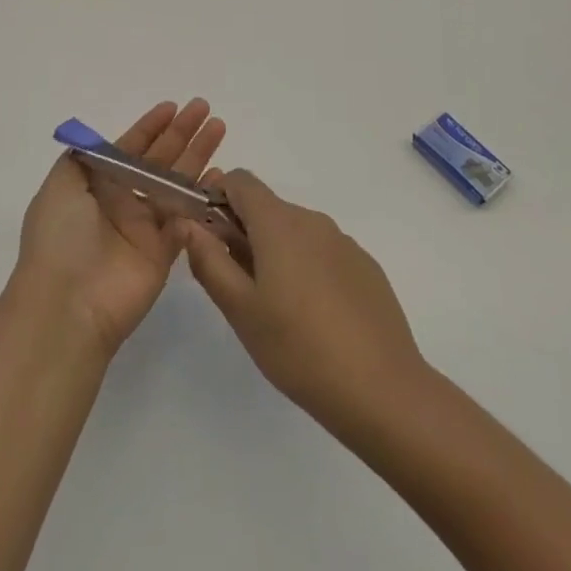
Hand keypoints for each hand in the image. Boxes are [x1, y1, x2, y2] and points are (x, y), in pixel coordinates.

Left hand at [17, 99, 226, 354]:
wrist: (68, 305)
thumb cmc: (61, 238)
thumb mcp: (59, 187)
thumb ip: (82, 159)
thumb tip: (99, 142)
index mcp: (95, 185)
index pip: (128, 148)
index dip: (150, 127)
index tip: (172, 107)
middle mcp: (121, 202)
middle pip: (157, 160)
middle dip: (180, 134)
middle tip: (205, 110)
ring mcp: (143, 227)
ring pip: (176, 184)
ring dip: (197, 157)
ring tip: (218, 129)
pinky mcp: (163, 253)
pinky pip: (187, 219)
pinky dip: (203, 198)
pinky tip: (220, 176)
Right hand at [178, 169, 425, 435]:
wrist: (382, 390)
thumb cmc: (298, 348)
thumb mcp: (240, 309)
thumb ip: (209, 260)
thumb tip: (188, 224)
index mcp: (279, 222)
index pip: (240, 181)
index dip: (217, 197)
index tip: (208, 236)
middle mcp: (313, 220)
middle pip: (267, 208)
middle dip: (243, 233)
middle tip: (235, 285)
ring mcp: (344, 242)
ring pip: (295, 232)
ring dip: (274, 252)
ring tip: (274, 308)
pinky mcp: (366, 266)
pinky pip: (323, 252)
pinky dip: (306, 268)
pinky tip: (312, 317)